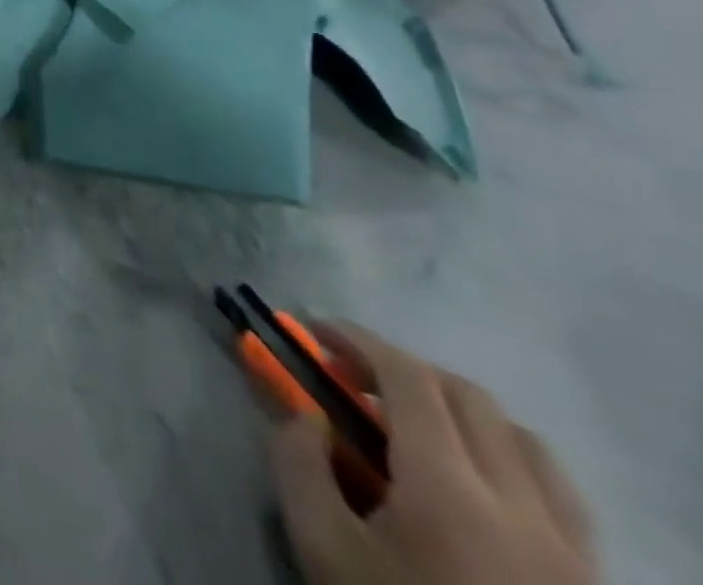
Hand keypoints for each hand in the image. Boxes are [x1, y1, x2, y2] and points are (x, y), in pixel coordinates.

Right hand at [271, 322, 596, 584]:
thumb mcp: (321, 546)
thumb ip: (298, 463)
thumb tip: (307, 415)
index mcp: (449, 489)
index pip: (407, 377)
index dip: (358, 339)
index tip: (316, 331)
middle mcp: (520, 504)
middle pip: (467, 395)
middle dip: (402, 368)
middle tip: (354, 378)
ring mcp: (571, 548)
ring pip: (523, 439)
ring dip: (460, 409)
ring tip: (416, 425)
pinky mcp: (593, 581)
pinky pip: (558, 491)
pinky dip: (509, 456)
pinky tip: (475, 481)